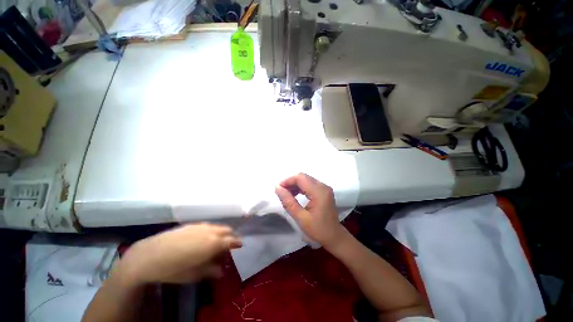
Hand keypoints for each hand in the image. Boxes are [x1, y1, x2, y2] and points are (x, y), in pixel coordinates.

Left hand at [117, 223, 241, 284]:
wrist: (149, 255)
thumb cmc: (174, 269)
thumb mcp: (194, 275)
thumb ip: (211, 271)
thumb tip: (221, 271)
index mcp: (213, 243)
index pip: (231, 240)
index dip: (237, 242)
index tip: (240, 245)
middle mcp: (210, 231)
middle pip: (226, 230)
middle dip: (230, 236)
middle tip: (229, 244)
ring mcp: (200, 226)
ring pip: (217, 226)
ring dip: (221, 232)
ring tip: (217, 241)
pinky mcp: (191, 225)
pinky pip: (207, 225)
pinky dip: (211, 230)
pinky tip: (204, 237)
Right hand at [275, 173, 347, 247]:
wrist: (334, 236)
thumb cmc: (318, 230)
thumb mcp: (301, 218)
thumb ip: (288, 202)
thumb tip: (277, 188)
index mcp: (319, 192)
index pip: (300, 178)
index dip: (288, 180)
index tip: (278, 189)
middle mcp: (323, 186)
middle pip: (303, 177)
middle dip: (290, 182)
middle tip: (281, 192)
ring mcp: (324, 187)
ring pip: (306, 179)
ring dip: (295, 184)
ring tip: (287, 194)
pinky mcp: (324, 190)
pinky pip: (309, 184)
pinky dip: (300, 187)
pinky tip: (295, 195)